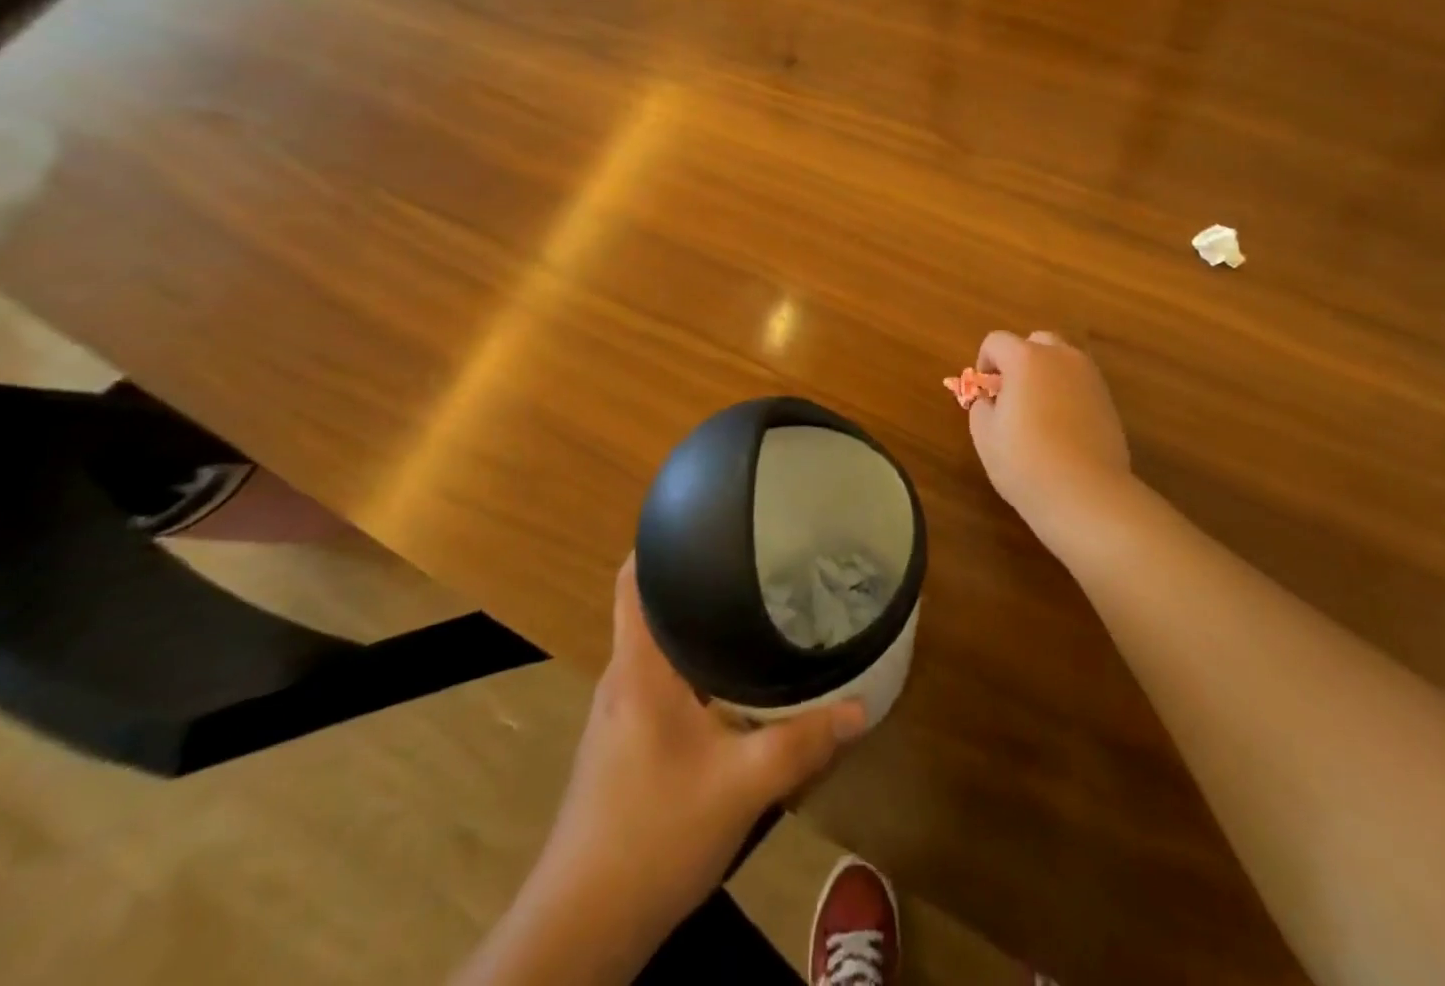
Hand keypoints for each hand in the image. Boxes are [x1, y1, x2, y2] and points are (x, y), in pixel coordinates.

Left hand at [514, 559, 866, 975]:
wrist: (583, 928)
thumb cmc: (653, 834)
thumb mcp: (740, 786)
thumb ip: (802, 742)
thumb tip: (861, 706)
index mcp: (639, 667)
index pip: (634, 579)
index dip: (661, 541)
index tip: (709, 517)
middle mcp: (624, 677)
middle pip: (654, 606)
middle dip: (698, 580)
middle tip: (754, 559)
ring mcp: (621, 713)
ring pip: (661, 647)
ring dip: (698, 626)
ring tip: (752, 607)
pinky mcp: (627, 743)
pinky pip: (663, 681)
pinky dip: (696, 666)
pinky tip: (733, 680)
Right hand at [967, 330, 1133, 545]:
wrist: (1086, 493)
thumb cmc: (1025, 461)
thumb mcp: (984, 435)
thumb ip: (981, 407)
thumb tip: (990, 401)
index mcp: (1026, 358)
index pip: (996, 341)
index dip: (984, 362)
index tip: (984, 392)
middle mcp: (1061, 357)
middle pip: (1036, 342)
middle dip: (1019, 361)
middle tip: (1011, 395)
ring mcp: (1090, 377)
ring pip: (1062, 361)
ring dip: (1046, 375)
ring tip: (1038, 413)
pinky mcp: (1109, 401)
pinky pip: (1080, 384)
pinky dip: (1067, 394)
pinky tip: (1062, 429)